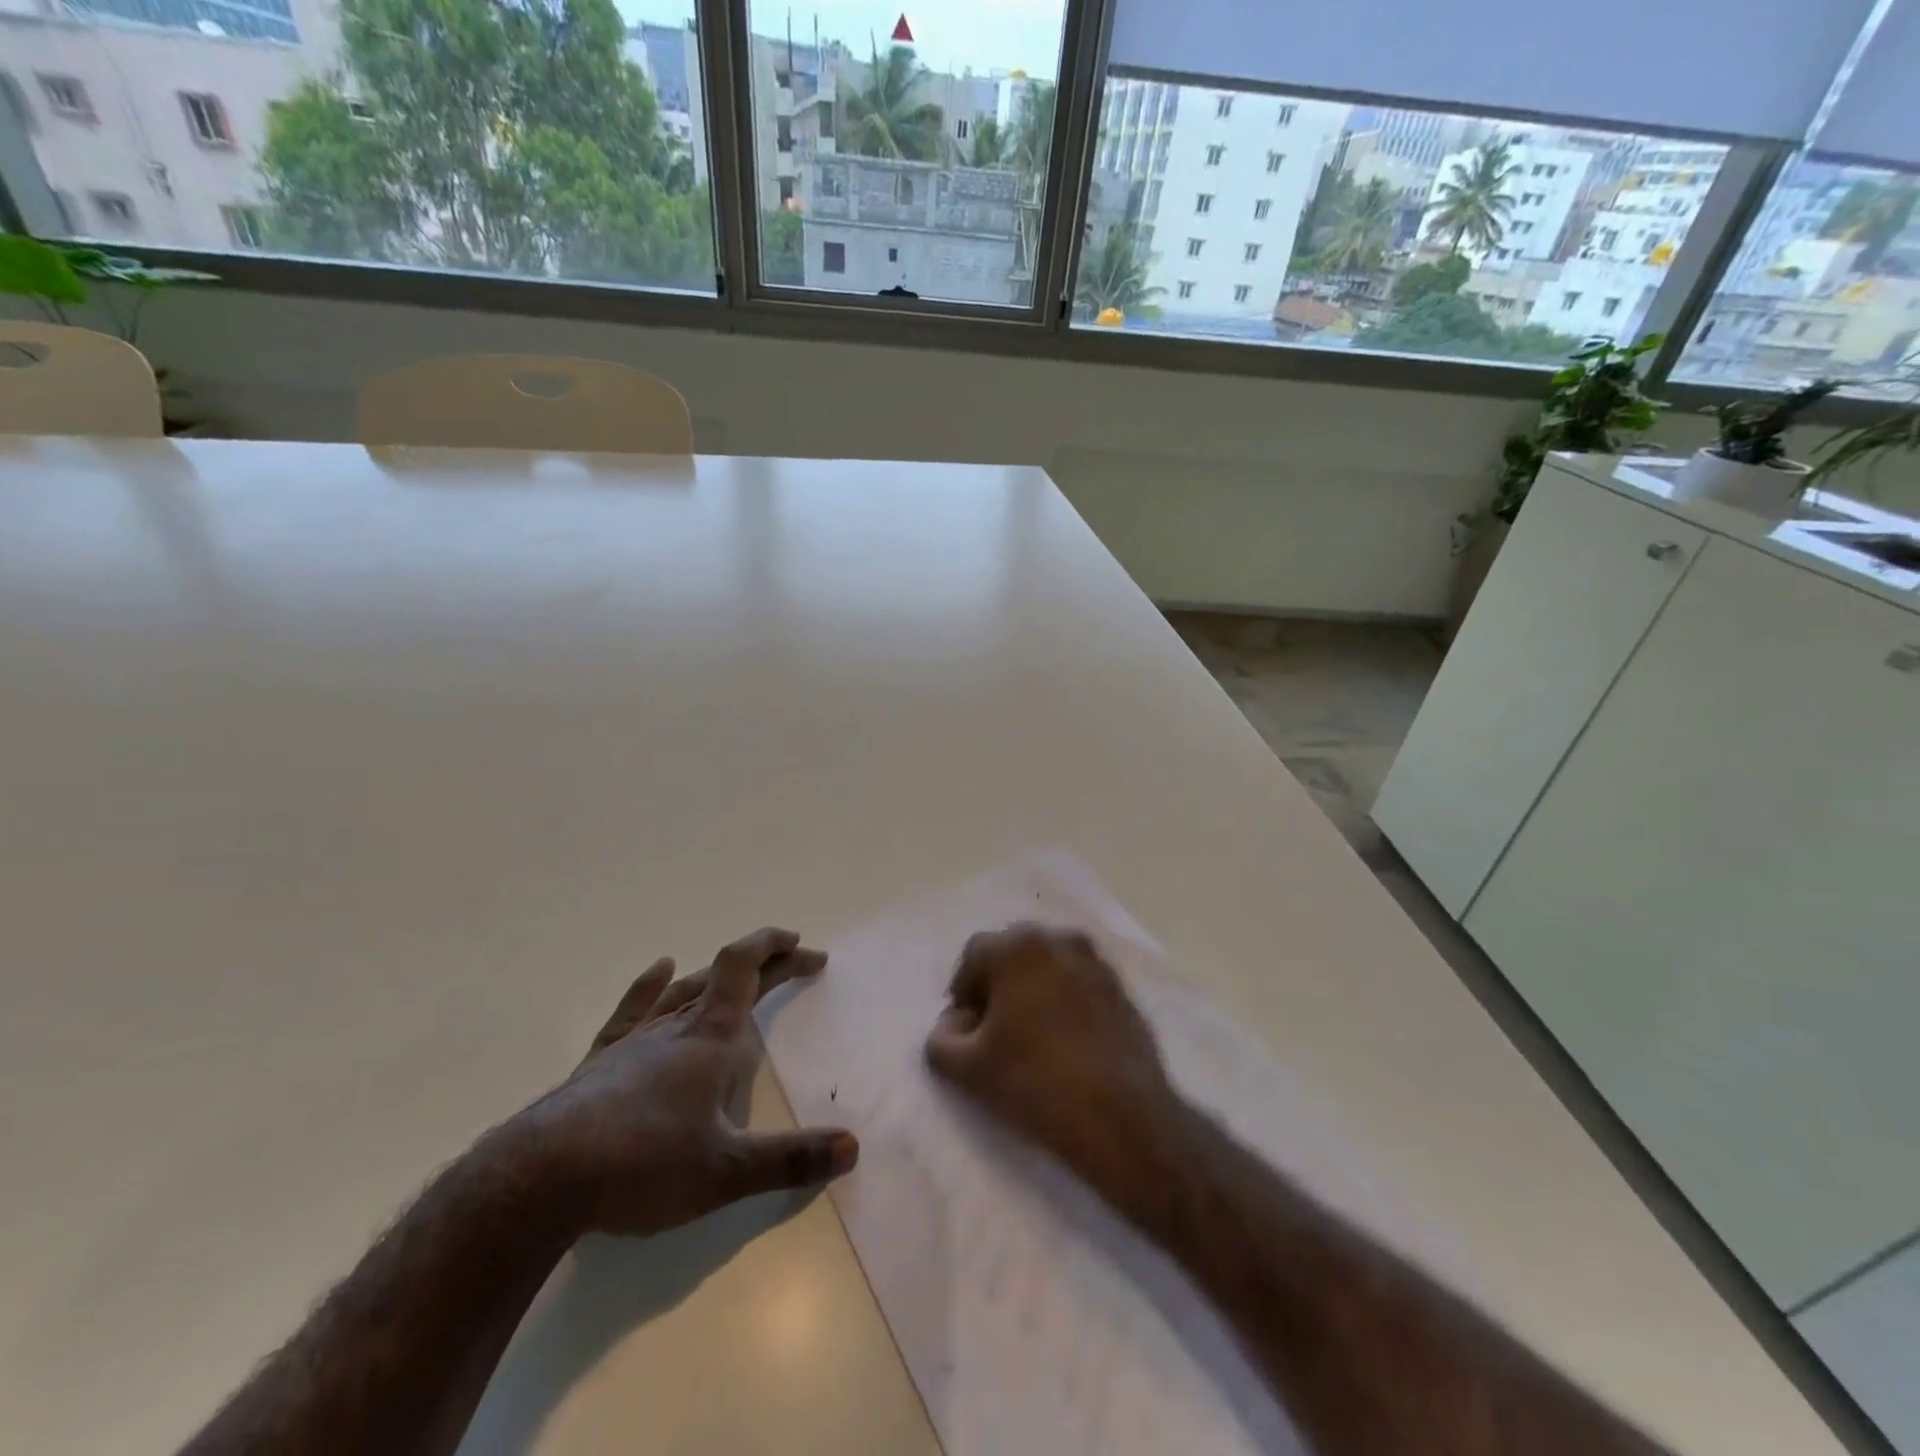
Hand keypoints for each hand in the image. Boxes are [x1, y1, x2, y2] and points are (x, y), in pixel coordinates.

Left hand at [518, 927, 857, 1237]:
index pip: (746, 971)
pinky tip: (659, 969)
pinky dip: (649, 987)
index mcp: (709, 1041)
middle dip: (766, 964)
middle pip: (724, 978)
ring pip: (683, 992)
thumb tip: (852, 1148)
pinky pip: (631, 1012)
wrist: (539, 1180)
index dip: (776, 950)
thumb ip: (790, 1161)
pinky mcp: (599, 1063)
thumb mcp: (726, 1172)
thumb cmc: (641, 1167)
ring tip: (737, 968)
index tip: (804, 946)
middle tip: (796, 957)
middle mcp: (675, 1029)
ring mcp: (633, 1042)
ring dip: (717, 975)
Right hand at [924, 923, 1174, 1198]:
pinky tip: (1065, 1041)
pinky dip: (1064, 999)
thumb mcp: (966, 1068)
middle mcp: (1057, 939)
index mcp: (1017, 946)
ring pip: (1048, 965)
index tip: (967, 1029)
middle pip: (1013, 952)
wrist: (1121, 1116)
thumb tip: (954, 1024)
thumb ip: (940, 1038)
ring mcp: (1095, 961)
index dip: (963, 991)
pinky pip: (1078, 982)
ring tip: (1031, 1034)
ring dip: (1032, 988)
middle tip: (994, 1029)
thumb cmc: (1034, 1082)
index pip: (974, 955)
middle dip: (998, 983)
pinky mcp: (1120, 987)